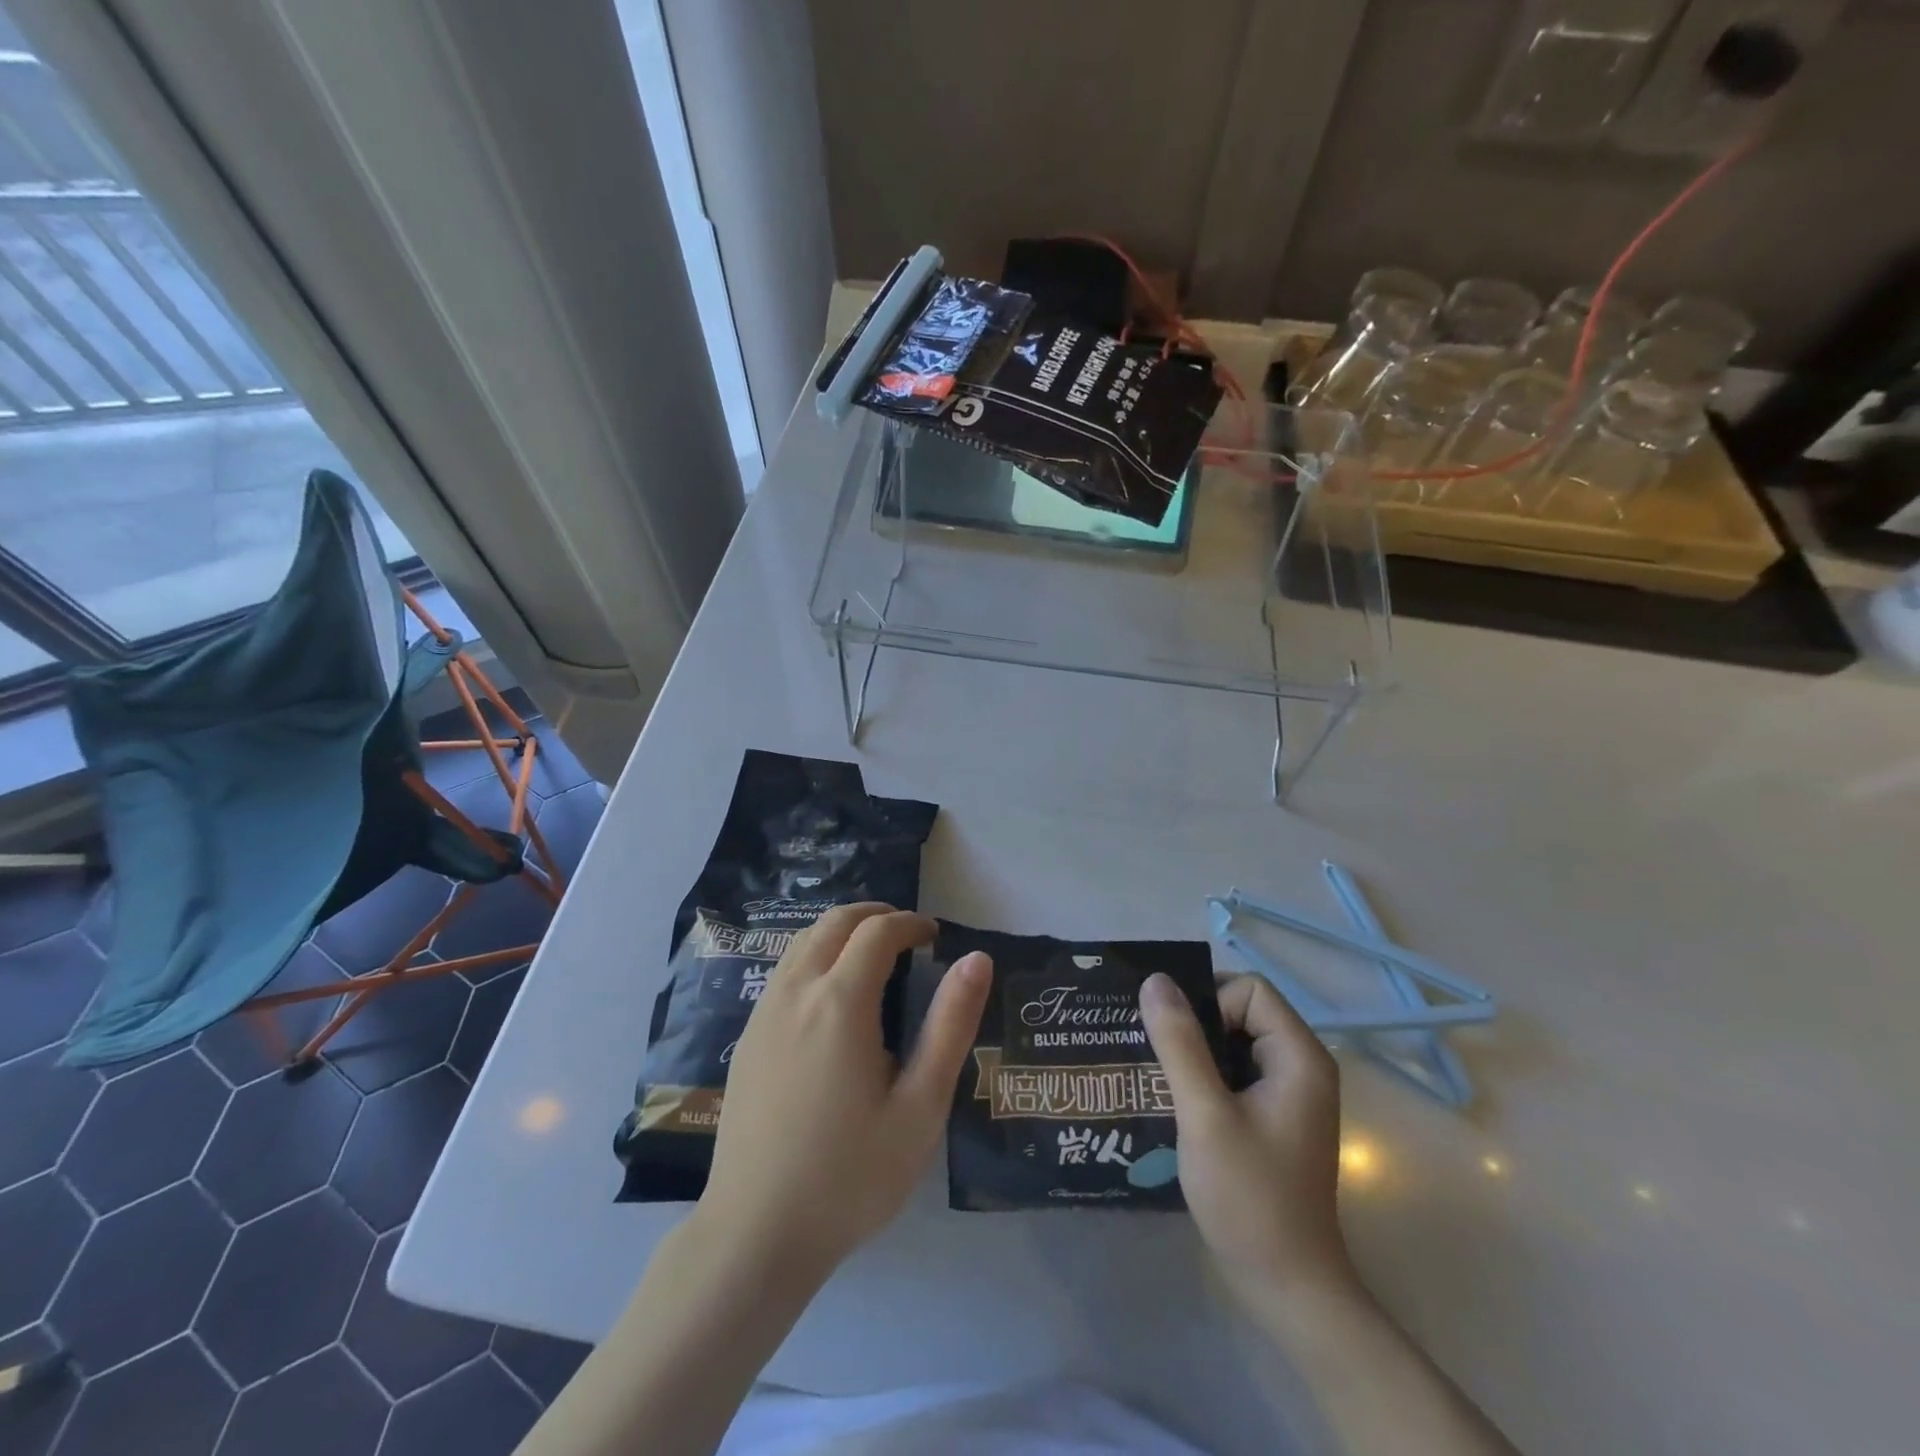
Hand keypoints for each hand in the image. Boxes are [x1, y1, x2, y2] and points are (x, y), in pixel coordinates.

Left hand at [697, 903, 991, 1281]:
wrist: (756, 1233)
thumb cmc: (851, 1174)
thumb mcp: (920, 1106)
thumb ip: (950, 1025)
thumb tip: (976, 959)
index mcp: (840, 1002)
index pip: (877, 932)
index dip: (910, 923)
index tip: (935, 937)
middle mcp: (796, 992)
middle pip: (834, 922)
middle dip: (875, 916)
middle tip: (908, 935)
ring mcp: (763, 1012)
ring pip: (803, 941)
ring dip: (841, 932)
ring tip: (874, 955)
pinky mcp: (747, 1037)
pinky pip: (784, 970)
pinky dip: (815, 955)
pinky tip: (832, 995)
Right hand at [1139, 970, 1356, 1313]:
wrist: (1286, 1288)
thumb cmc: (1249, 1198)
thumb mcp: (1205, 1114)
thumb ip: (1179, 1043)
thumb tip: (1155, 980)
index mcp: (1299, 1057)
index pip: (1249, 990)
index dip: (1209, 1002)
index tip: (1176, 1040)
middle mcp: (1300, 1066)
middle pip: (1241, 1010)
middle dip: (1195, 1023)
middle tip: (1154, 1049)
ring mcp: (1288, 1093)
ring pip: (1233, 1041)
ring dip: (1193, 1050)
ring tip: (1155, 1071)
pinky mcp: (1272, 1116)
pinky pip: (1234, 1071)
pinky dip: (1203, 1075)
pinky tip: (1173, 1098)